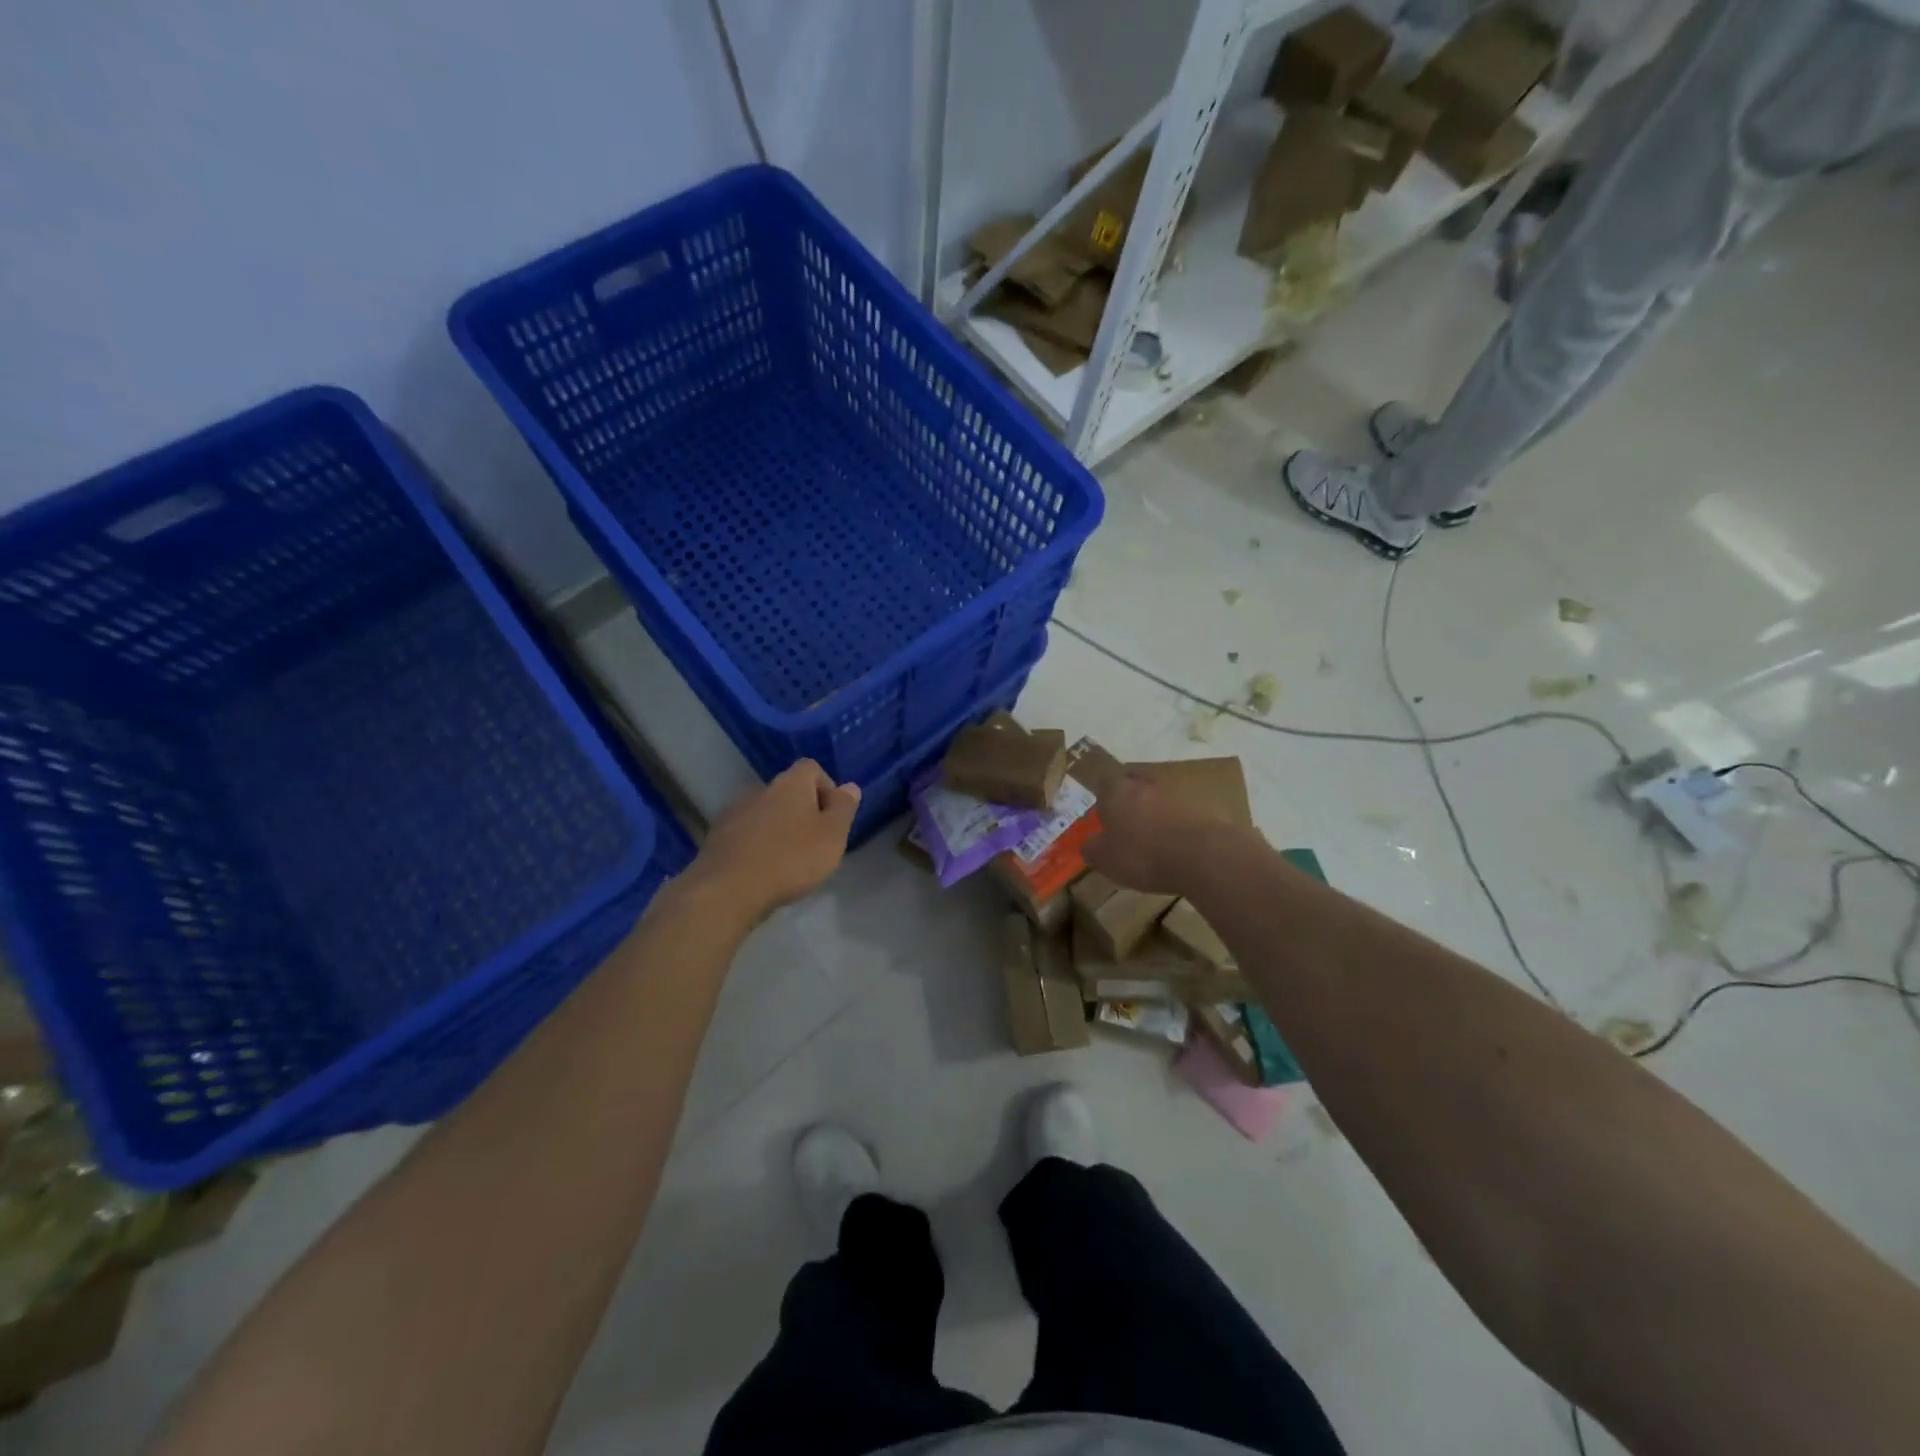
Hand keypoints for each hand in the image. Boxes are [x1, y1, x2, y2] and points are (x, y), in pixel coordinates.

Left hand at [686, 760, 860, 919]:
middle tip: (814, 843)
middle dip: (802, 812)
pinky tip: (762, 870)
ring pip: (765, 813)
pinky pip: (745, 833)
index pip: (811, 768)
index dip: (826, 788)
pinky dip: (757, 845)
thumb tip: (850, 786)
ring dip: (778, 829)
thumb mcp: (832, 835)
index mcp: (790, 783)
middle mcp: (760, 789)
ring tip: (787, 861)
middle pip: (788, 791)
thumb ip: (843, 808)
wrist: (728, 889)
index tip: (833, 817)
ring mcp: (734, 812)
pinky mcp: (716, 837)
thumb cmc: (791, 859)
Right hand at [1083, 772, 1241, 896]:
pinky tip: (1181, 843)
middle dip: (1131, 799)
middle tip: (1129, 821)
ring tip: (1157, 836)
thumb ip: (1093, 848)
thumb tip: (1089, 843)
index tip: (1104, 812)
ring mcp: (1179, 792)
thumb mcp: (1106, 860)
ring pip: (1162, 796)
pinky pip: (1186, 811)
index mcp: (1118, 792)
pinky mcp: (1205, 806)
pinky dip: (1181, 823)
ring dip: (1158, 810)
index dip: (1103, 796)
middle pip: (1135, 784)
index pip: (1105, 782)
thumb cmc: (1144, 855)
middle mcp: (1147, 784)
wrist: (1204, 856)